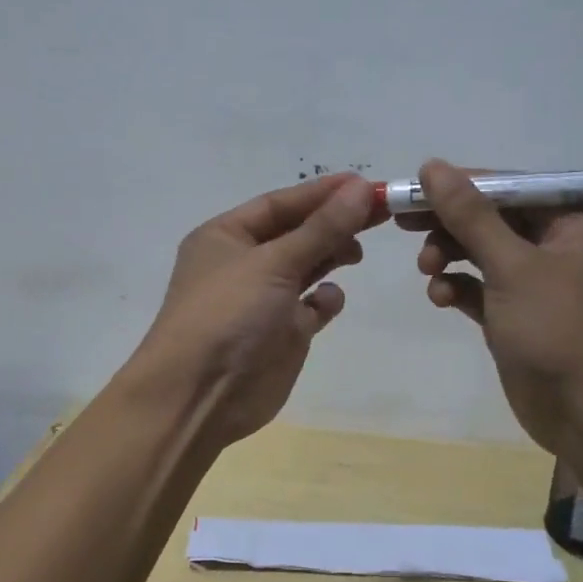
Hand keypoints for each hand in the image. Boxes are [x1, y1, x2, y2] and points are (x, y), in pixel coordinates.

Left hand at [129, 173, 381, 445]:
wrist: (201, 396)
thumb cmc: (229, 315)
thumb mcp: (274, 263)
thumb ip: (321, 228)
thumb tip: (361, 189)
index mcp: (226, 236)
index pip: (280, 204)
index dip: (323, 193)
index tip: (366, 185)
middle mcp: (244, 263)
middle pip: (297, 232)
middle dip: (334, 222)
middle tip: (381, 213)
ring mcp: (263, 299)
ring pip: (306, 266)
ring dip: (331, 255)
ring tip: (357, 252)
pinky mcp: (282, 332)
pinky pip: (311, 306)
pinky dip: (324, 300)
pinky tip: (328, 301)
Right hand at [399, 160, 582, 457]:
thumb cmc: (560, 330)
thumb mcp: (512, 266)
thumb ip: (470, 215)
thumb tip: (433, 166)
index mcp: (575, 221)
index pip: (510, 186)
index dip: (460, 185)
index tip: (413, 190)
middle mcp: (559, 244)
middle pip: (492, 217)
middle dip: (450, 223)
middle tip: (403, 224)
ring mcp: (538, 282)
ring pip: (482, 252)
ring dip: (450, 255)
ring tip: (428, 270)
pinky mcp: (518, 314)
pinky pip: (480, 286)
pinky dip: (458, 287)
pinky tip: (441, 298)